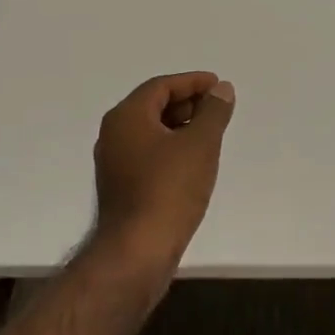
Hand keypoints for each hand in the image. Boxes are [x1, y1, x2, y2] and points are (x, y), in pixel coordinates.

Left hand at [92, 72, 235, 274]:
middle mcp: (113, 134)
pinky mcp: (120, 187)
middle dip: (187, 103)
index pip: (161, 86)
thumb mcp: (200, 144)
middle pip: (153, 106)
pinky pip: (148, 154)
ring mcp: (114, 163)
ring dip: (180, 127)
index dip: (192, 82)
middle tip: (217, 108)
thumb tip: (221, 89)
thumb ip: (213, 112)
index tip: (218, 86)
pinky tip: (192, 162)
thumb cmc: (169, 189)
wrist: (137, 252)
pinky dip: (170, 149)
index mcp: (127, 117)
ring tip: (210, 134)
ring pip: (151, 132)